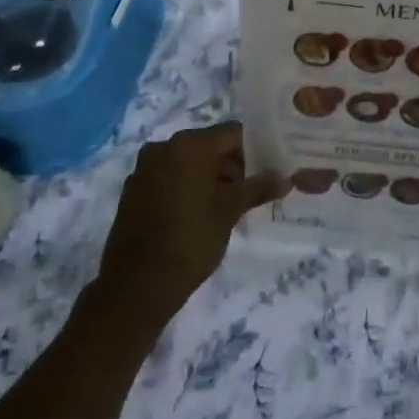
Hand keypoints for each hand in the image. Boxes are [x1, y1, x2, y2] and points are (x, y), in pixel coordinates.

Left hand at [92, 122, 284, 324]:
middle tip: (248, 193)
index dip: (253, 149)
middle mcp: (164, 148)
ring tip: (224, 207)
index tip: (265, 171)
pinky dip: (184, 188)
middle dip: (230, 166)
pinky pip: (167, 179)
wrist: (136, 286)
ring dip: (207, 178)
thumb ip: (258, 188)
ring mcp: (144, 169)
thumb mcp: (230, 211)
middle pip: (208, 146)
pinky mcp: (132, 192)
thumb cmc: (191, 239)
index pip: (232, 133)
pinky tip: (195, 215)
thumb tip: (285, 178)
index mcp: (190, 145)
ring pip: (187, 163)